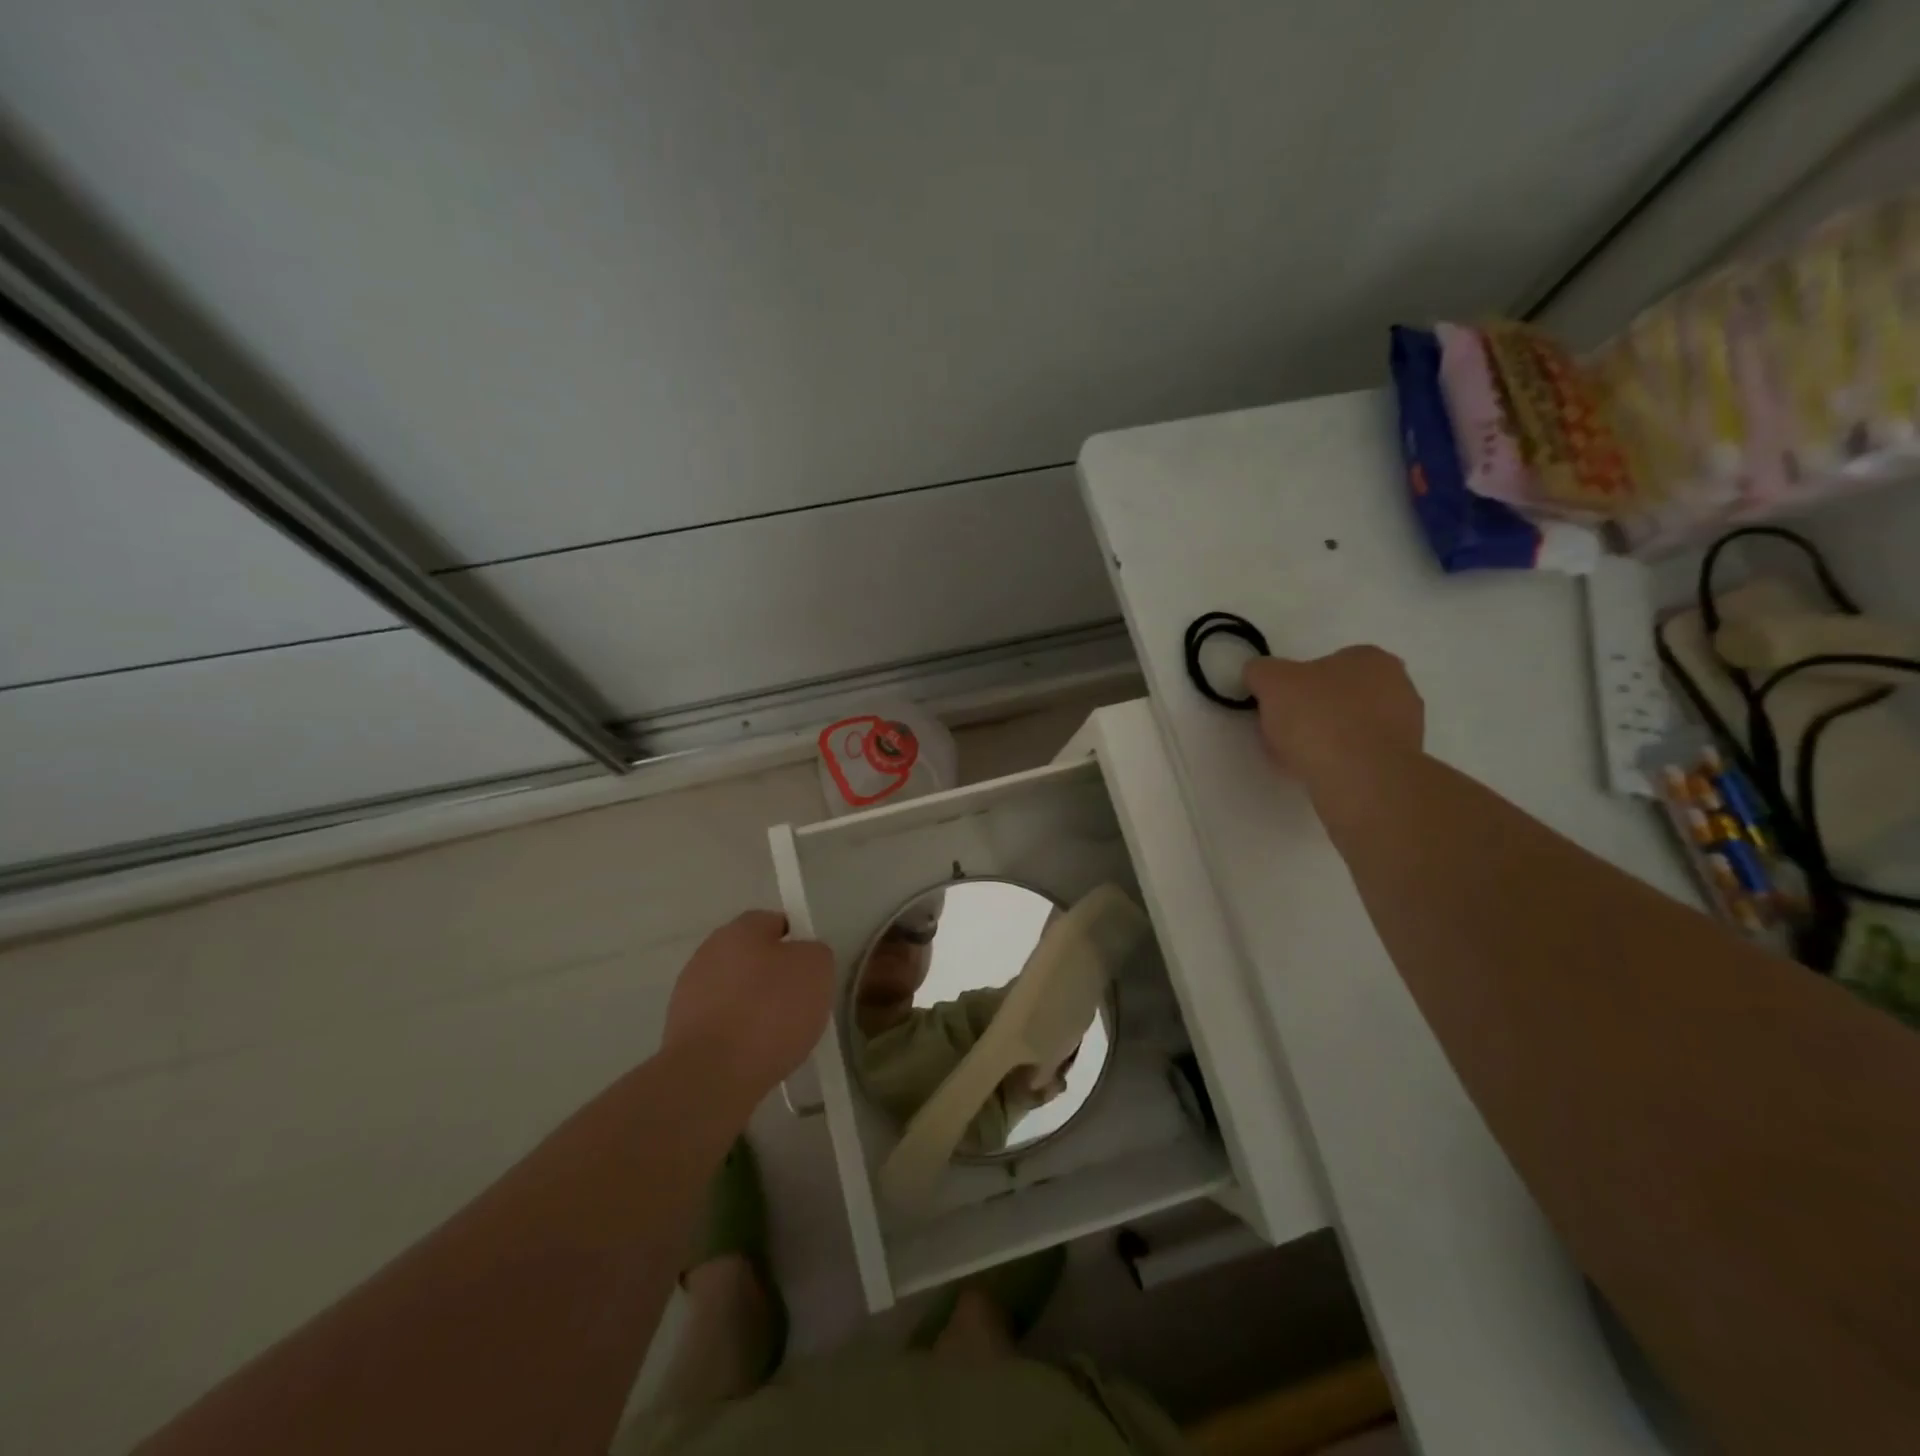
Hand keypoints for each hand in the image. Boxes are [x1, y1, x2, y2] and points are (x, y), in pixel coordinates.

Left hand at [664, 911, 834, 1096]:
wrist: (712, 1075)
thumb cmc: (770, 1011)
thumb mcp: (817, 969)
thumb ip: (815, 953)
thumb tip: (803, 956)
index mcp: (741, 929)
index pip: (774, 922)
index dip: (797, 943)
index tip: (811, 971)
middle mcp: (709, 952)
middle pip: (751, 958)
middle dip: (774, 977)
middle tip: (799, 1003)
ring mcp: (689, 992)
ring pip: (734, 992)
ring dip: (753, 1007)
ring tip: (778, 1037)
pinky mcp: (679, 1030)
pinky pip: (720, 1024)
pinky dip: (736, 1035)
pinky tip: (753, 1056)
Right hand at [1244, 646, 1424, 784]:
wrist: (1360, 778)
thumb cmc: (1318, 718)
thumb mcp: (1271, 681)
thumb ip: (1260, 670)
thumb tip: (1259, 674)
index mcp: (1370, 658)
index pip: (1324, 664)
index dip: (1295, 685)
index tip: (1277, 706)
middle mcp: (1398, 685)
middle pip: (1338, 696)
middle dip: (1312, 711)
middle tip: (1284, 732)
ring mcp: (1406, 725)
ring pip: (1350, 726)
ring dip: (1325, 738)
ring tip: (1298, 758)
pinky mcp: (1402, 761)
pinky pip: (1360, 754)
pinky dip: (1339, 761)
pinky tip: (1320, 772)